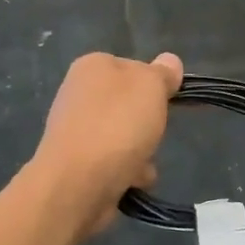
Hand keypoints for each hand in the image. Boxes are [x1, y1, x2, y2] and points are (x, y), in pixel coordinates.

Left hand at [32, 51, 182, 237]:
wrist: (77, 183)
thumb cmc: (117, 125)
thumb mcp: (151, 87)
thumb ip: (163, 73)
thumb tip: (170, 61)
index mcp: (92, 66)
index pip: (134, 67)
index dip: (154, 84)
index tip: (166, 101)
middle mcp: (78, 93)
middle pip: (129, 105)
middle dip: (147, 123)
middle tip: (154, 132)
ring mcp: (74, 130)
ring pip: (124, 136)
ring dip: (141, 152)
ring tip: (143, 165)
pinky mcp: (75, 163)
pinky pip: (112, 162)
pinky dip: (126, 172)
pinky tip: (131, 182)